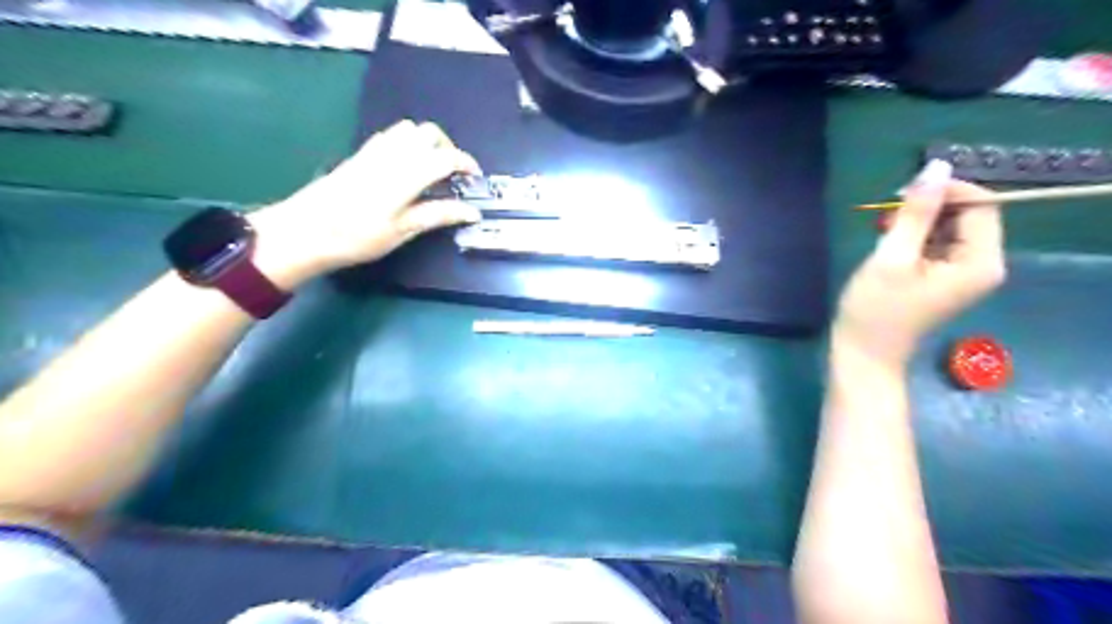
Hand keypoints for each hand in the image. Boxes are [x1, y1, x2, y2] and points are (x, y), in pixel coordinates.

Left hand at [246, 118, 483, 286]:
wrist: (304, 231)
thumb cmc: (357, 237)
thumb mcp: (402, 231)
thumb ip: (439, 215)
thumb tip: (472, 211)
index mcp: (406, 174)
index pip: (446, 156)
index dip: (467, 164)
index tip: (475, 180)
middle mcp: (391, 154)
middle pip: (429, 132)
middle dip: (449, 148)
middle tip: (454, 175)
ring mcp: (373, 151)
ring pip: (410, 129)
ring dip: (428, 143)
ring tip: (432, 170)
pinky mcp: (360, 154)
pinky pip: (392, 135)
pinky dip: (409, 143)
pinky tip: (407, 168)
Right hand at [834, 158, 1010, 370]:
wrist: (863, 354)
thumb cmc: (875, 309)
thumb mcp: (892, 257)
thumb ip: (916, 213)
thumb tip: (937, 167)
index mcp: (980, 261)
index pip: (982, 205)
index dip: (946, 191)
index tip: (903, 194)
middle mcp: (982, 264)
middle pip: (967, 215)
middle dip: (929, 209)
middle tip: (888, 218)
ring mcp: (963, 273)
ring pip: (949, 228)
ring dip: (918, 223)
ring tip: (884, 235)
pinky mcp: (944, 278)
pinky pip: (938, 244)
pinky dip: (915, 238)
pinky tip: (890, 247)